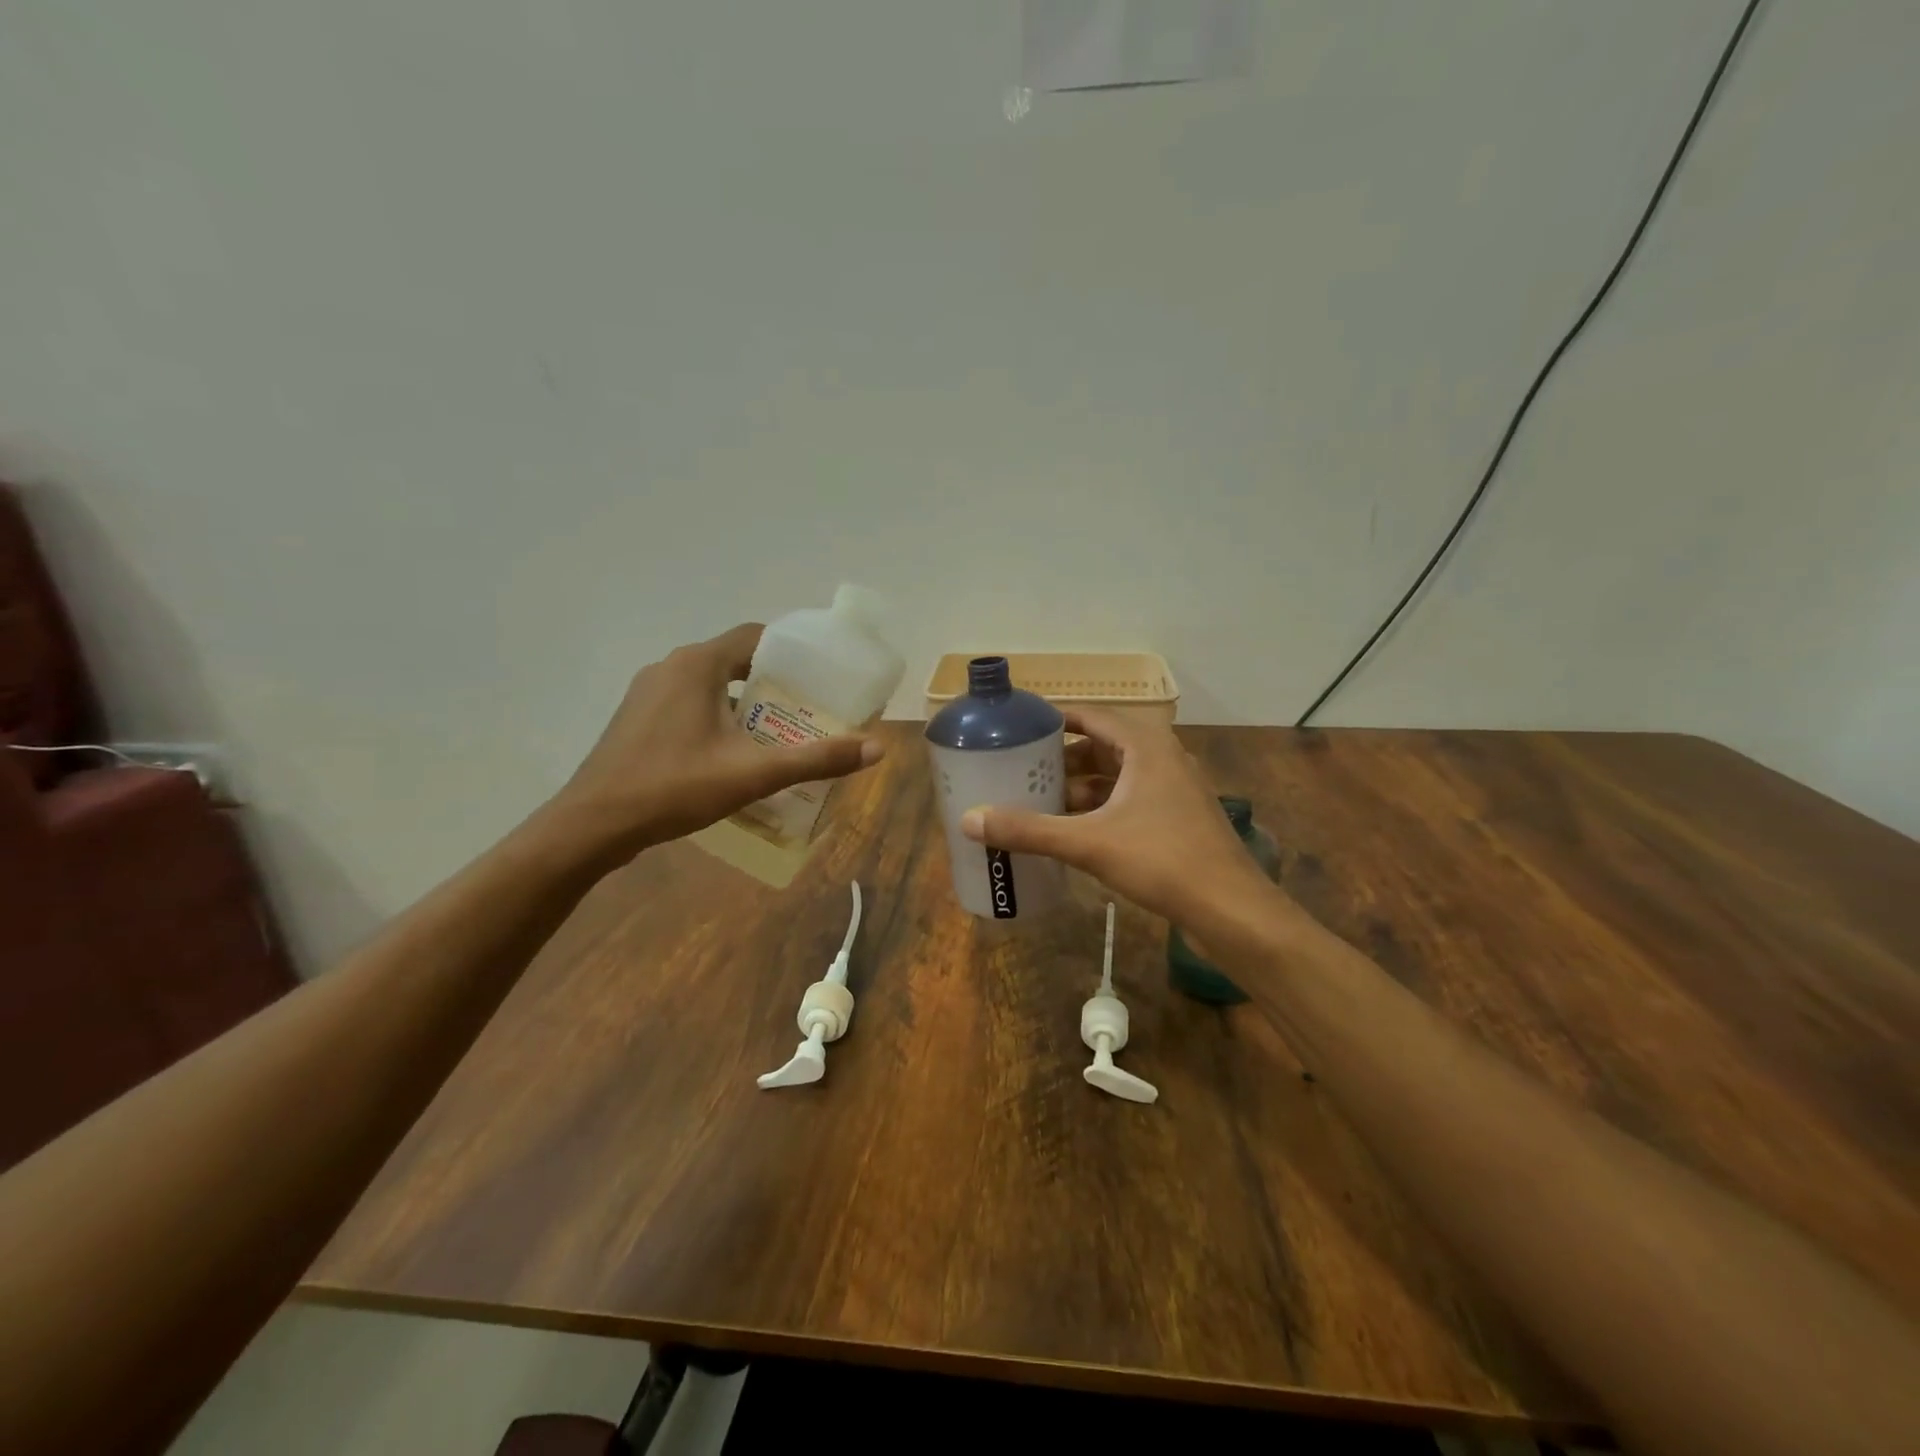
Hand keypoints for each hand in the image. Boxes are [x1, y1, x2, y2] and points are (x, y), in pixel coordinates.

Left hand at [546, 623, 882, 858]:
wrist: (592, 825)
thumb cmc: (674, 788)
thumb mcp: (754, 773)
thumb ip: (816, 759)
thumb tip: (876, 749)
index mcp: (698, 664)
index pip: (756, 637)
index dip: (792, 652)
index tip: (821, 677)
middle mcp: (671, 666)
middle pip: (735, 660)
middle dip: (773, 683)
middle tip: (808, 710)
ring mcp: (647, 692)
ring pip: (710, 685)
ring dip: (744, 702)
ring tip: (777, 733)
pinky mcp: (636, 718)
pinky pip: (688, 703)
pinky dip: (716, 716)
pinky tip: (731, 752)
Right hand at [959, 707, 1271, 925]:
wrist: (1232, 909)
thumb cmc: (1163, 860)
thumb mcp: (1089, 843)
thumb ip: (1029, 830)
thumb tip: (969, 819)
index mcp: (1145, 746)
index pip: (1091, 716)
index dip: (1054, 719)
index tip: (1019, 729)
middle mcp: (1161, 758)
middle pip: (1101, 746)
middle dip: (1061, 759)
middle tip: (1020, 770)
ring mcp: (1173, 790)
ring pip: (1115, 777)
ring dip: (1079, 787)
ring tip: (1038, 801)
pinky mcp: (1177, 819)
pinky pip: (1128, 801)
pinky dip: (1099, 809)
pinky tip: (1073, 830)